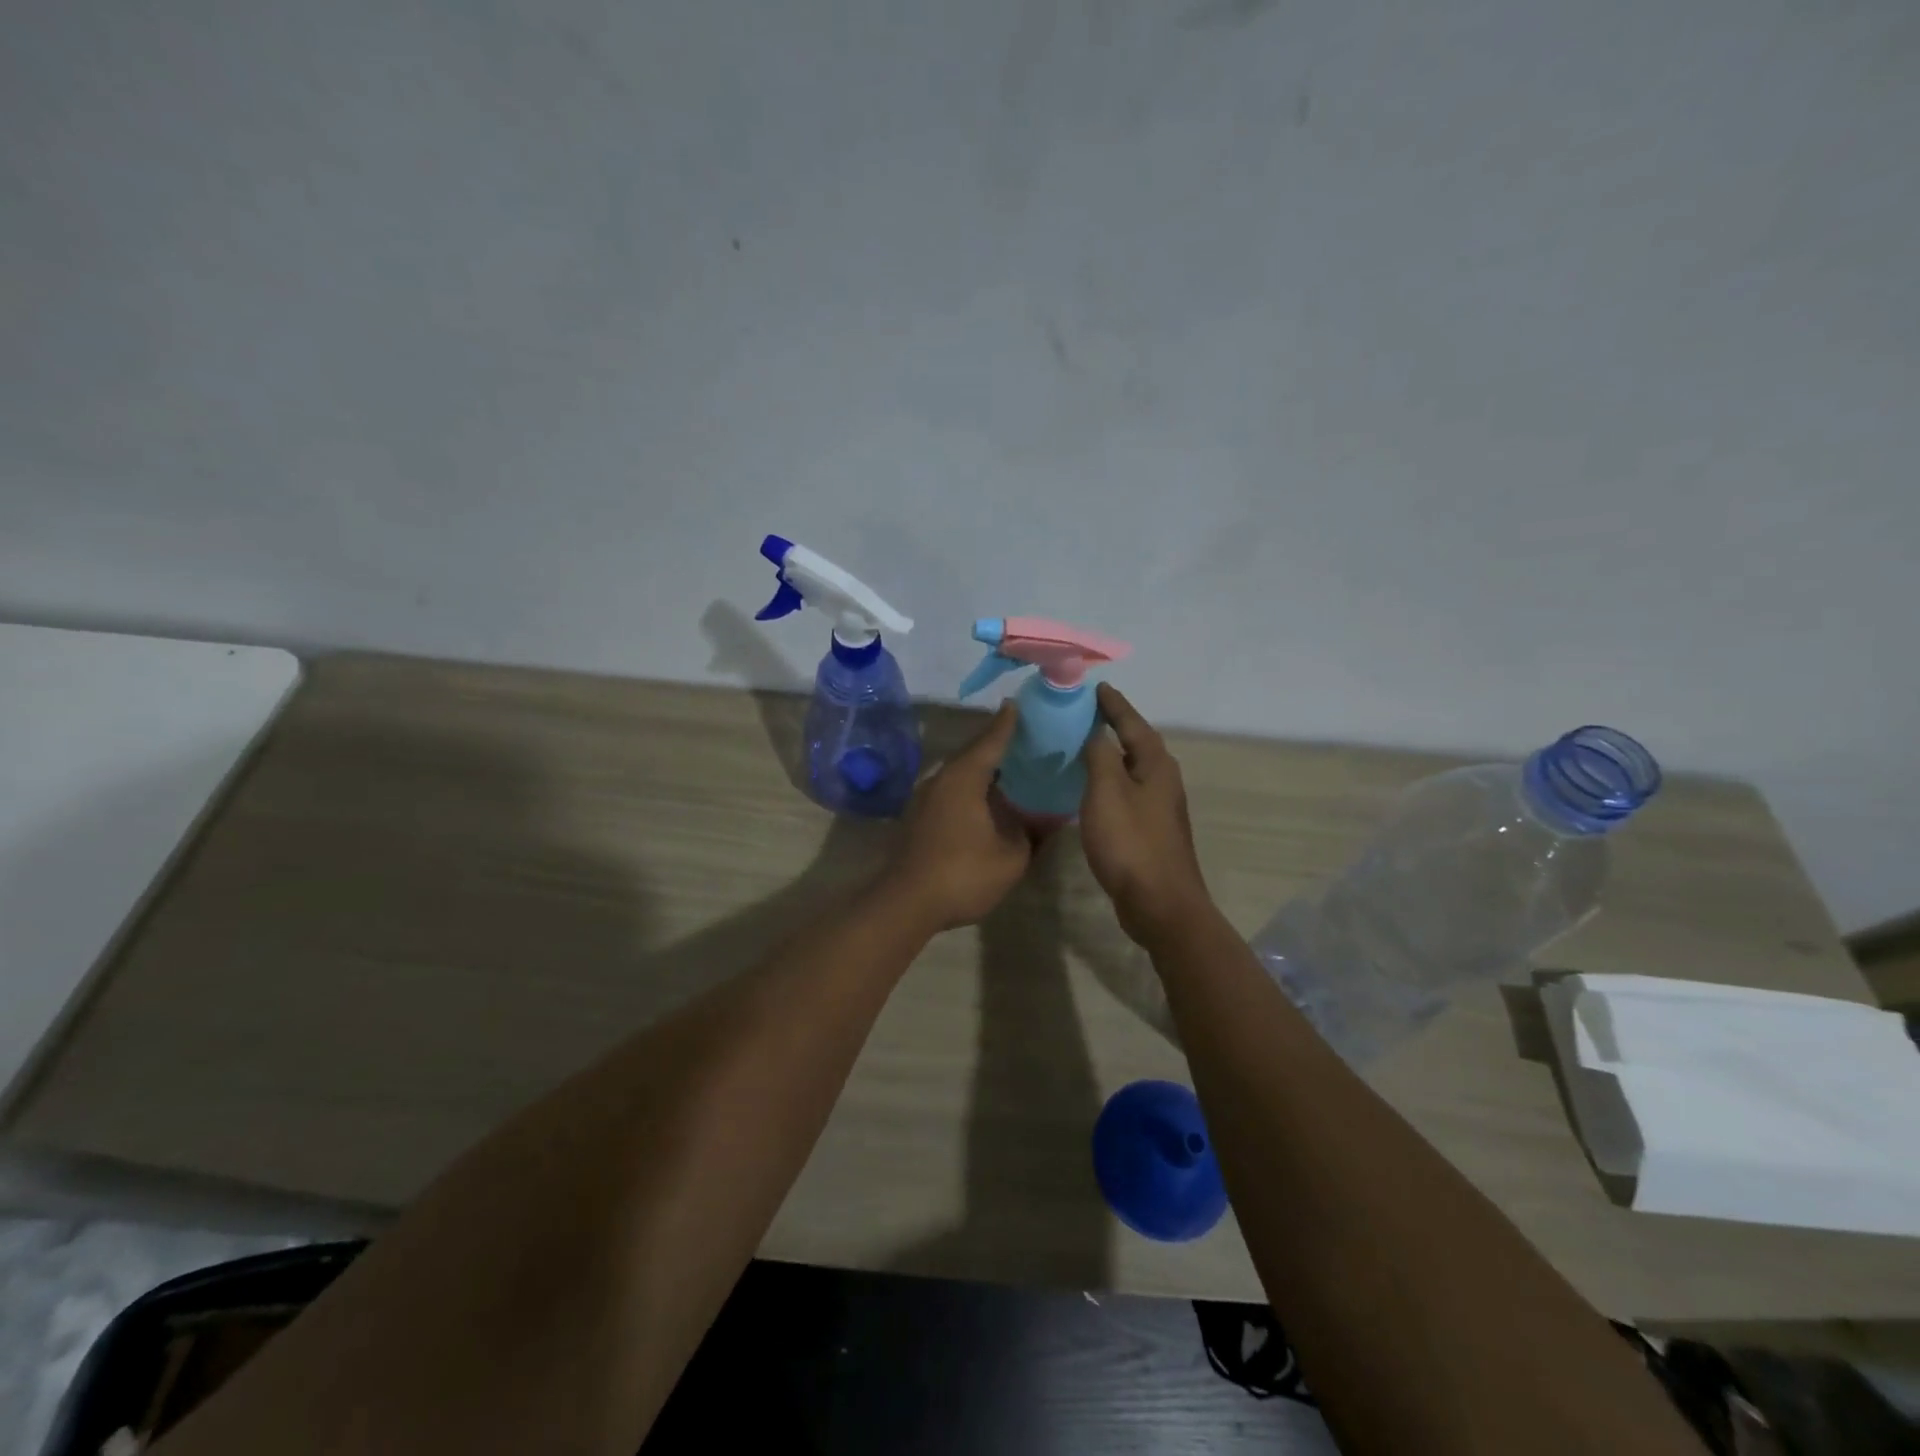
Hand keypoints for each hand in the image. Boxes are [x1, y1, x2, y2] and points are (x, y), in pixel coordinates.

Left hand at [885, 703, 1033, 930]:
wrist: (906, 903)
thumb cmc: (963, 873)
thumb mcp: (1012, 857)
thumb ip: (1031, 834)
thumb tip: (1046, 819)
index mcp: (965, 777)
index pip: (991, 741)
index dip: (1008, 724)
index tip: (1019, 705)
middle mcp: (942, 779)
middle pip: (973, 754)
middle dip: (997, 746)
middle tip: (1025, 740)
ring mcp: (926, 798)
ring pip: (960, 774)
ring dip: (983, 771)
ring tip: (1011, 771)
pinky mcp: (919, 818)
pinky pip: (952, 791)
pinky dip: (972, 789)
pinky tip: (987, 802)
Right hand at [1081, 684, 1212, 946]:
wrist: (1159, 903)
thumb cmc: (1131, 842)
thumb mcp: (1107, 791)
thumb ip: (1100, 755)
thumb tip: (1096, 732)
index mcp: (1156, 765)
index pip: (1133, 723)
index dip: (1114, 705)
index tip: (1096, 687)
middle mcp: (1163, 780)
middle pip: (1137, 743)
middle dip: (1115, 725)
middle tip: (1087, 711)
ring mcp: (1160, 807)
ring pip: (1133, 768)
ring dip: (1112, 754)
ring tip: (1085, 744)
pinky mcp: (1151, 830)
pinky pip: (1128, 791)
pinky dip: (1110, 780)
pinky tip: (1093, 789)